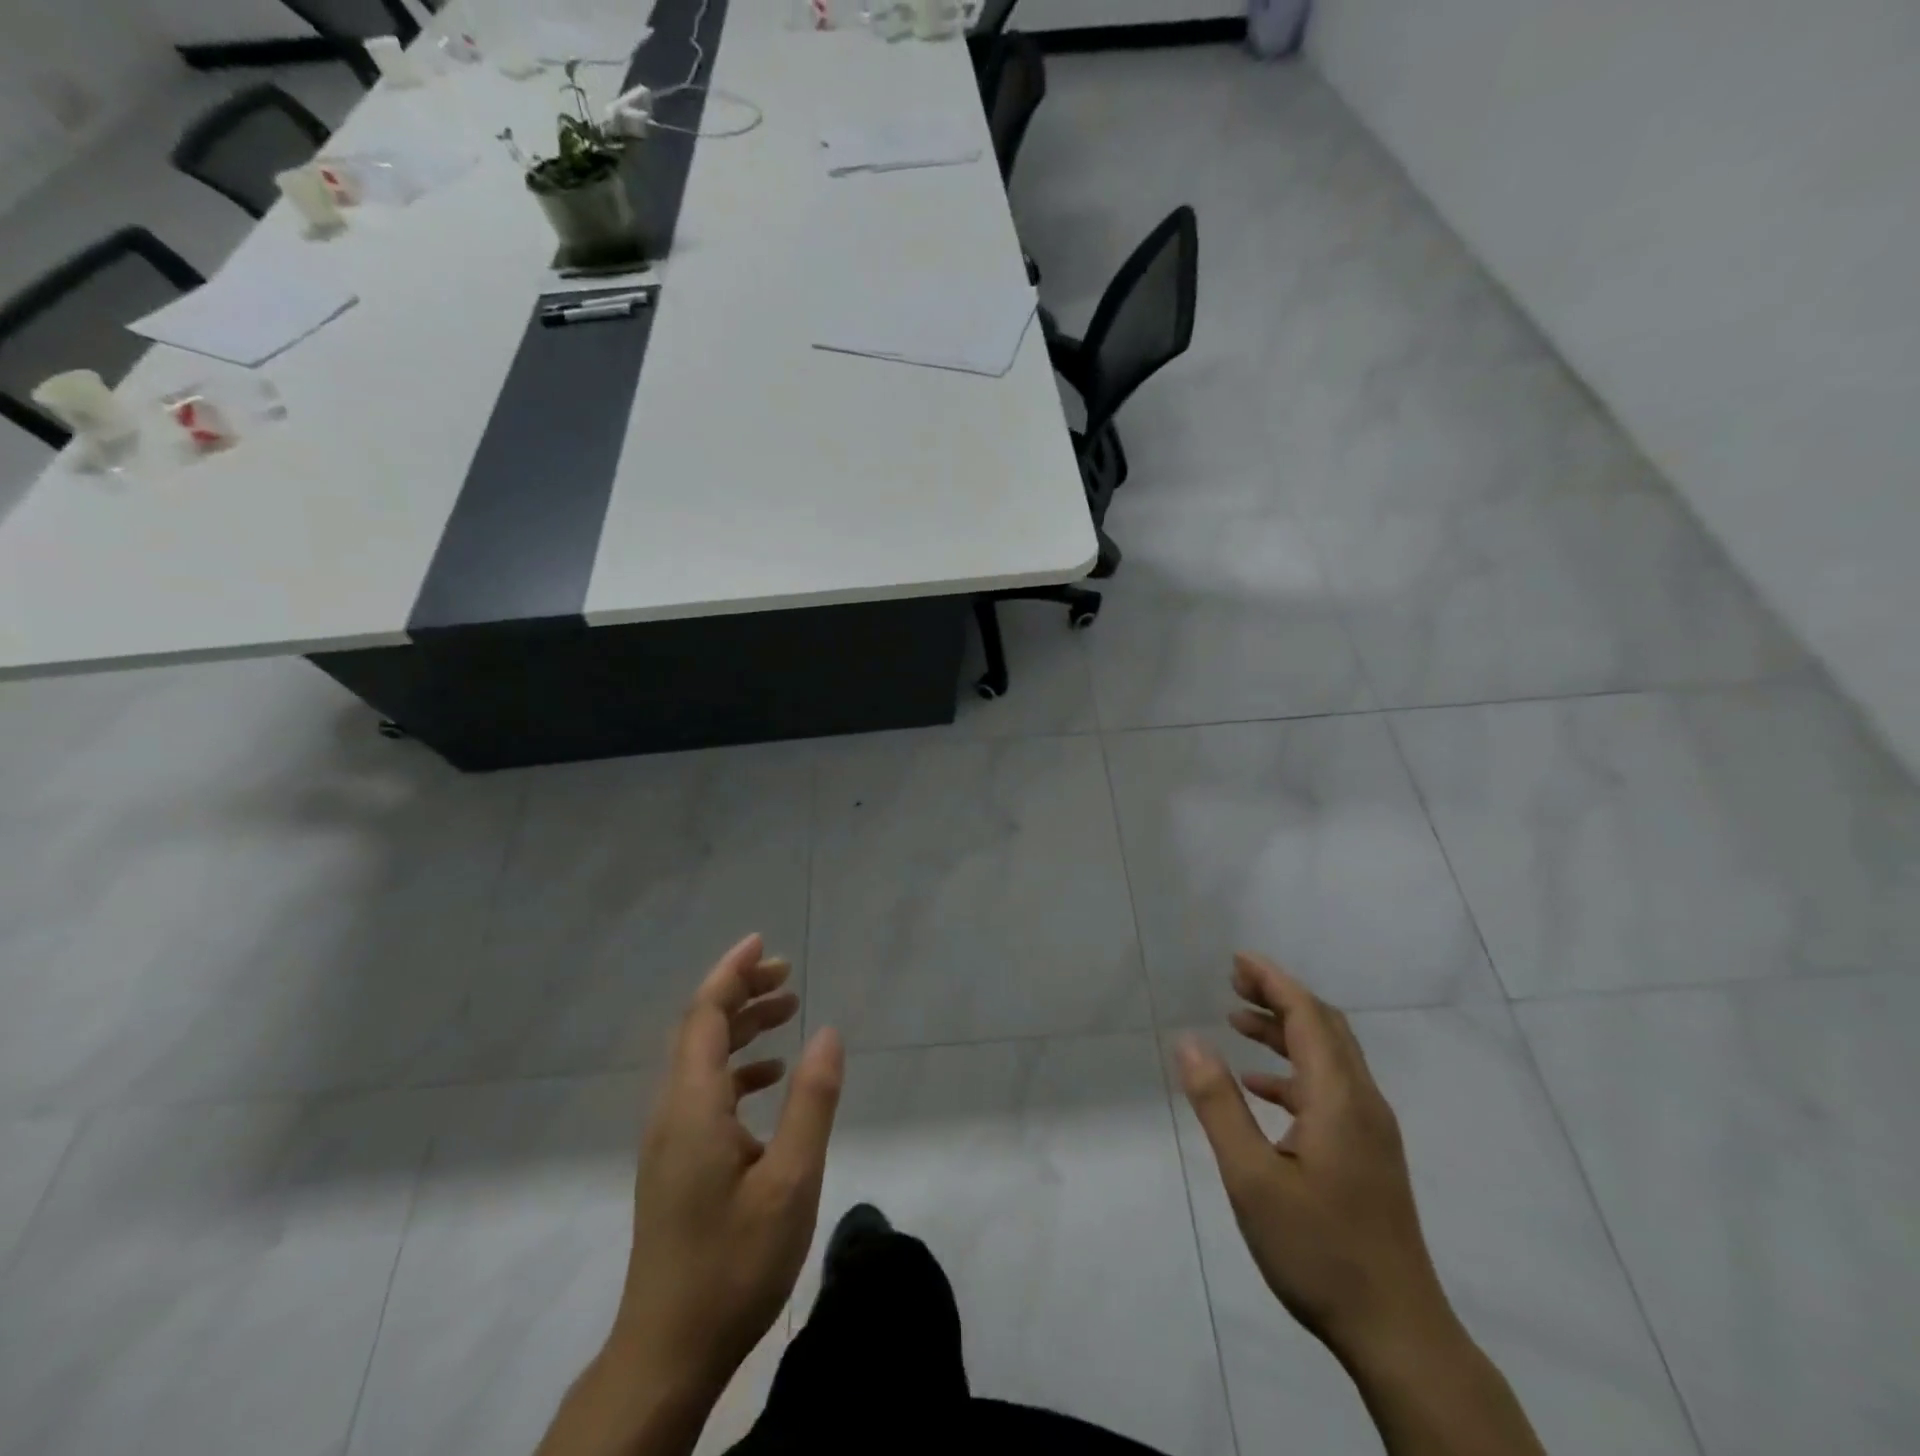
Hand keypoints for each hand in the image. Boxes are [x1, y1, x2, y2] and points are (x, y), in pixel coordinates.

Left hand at [610, 933, 844, 1402]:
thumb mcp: (791, 1180)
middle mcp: (672, 1111)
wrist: (667, 1354)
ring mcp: (669, 1139)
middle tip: (788, 975)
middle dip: (741, 992)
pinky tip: (770, 1079)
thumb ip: (811, 1101)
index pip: (704, 1015)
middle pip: (699, 1029)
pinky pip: (703, 1091)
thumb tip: (828, 1032)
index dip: (732, 972)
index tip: (763, 942)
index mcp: (692, 1106)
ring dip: (740, 1028)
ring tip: (787, 1012)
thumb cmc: (734, 1263)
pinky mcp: (675, 1163)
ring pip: (701, 1059)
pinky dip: (737, 1068)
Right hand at [1176, 953, 1450, 1366]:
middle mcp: (1362, 1103)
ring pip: (1328, 1058)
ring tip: (1236, 1021)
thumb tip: (1187, 1040)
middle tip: (1233, 981)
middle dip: (1279, 997)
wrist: (1398, 1333)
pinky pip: (1329, 1089)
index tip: (1237, 960)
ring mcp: (1370, 1131)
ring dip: (1284, 1032)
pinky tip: (1260, 1086)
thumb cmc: (1319, 1250)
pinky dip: (1293, 1071)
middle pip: (1324, 1027)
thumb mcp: (1252, 1178)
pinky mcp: (1368, 1155)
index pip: (1308, 1016)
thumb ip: (1219, 1104)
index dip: (1273, 981)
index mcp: (1339, 1098)